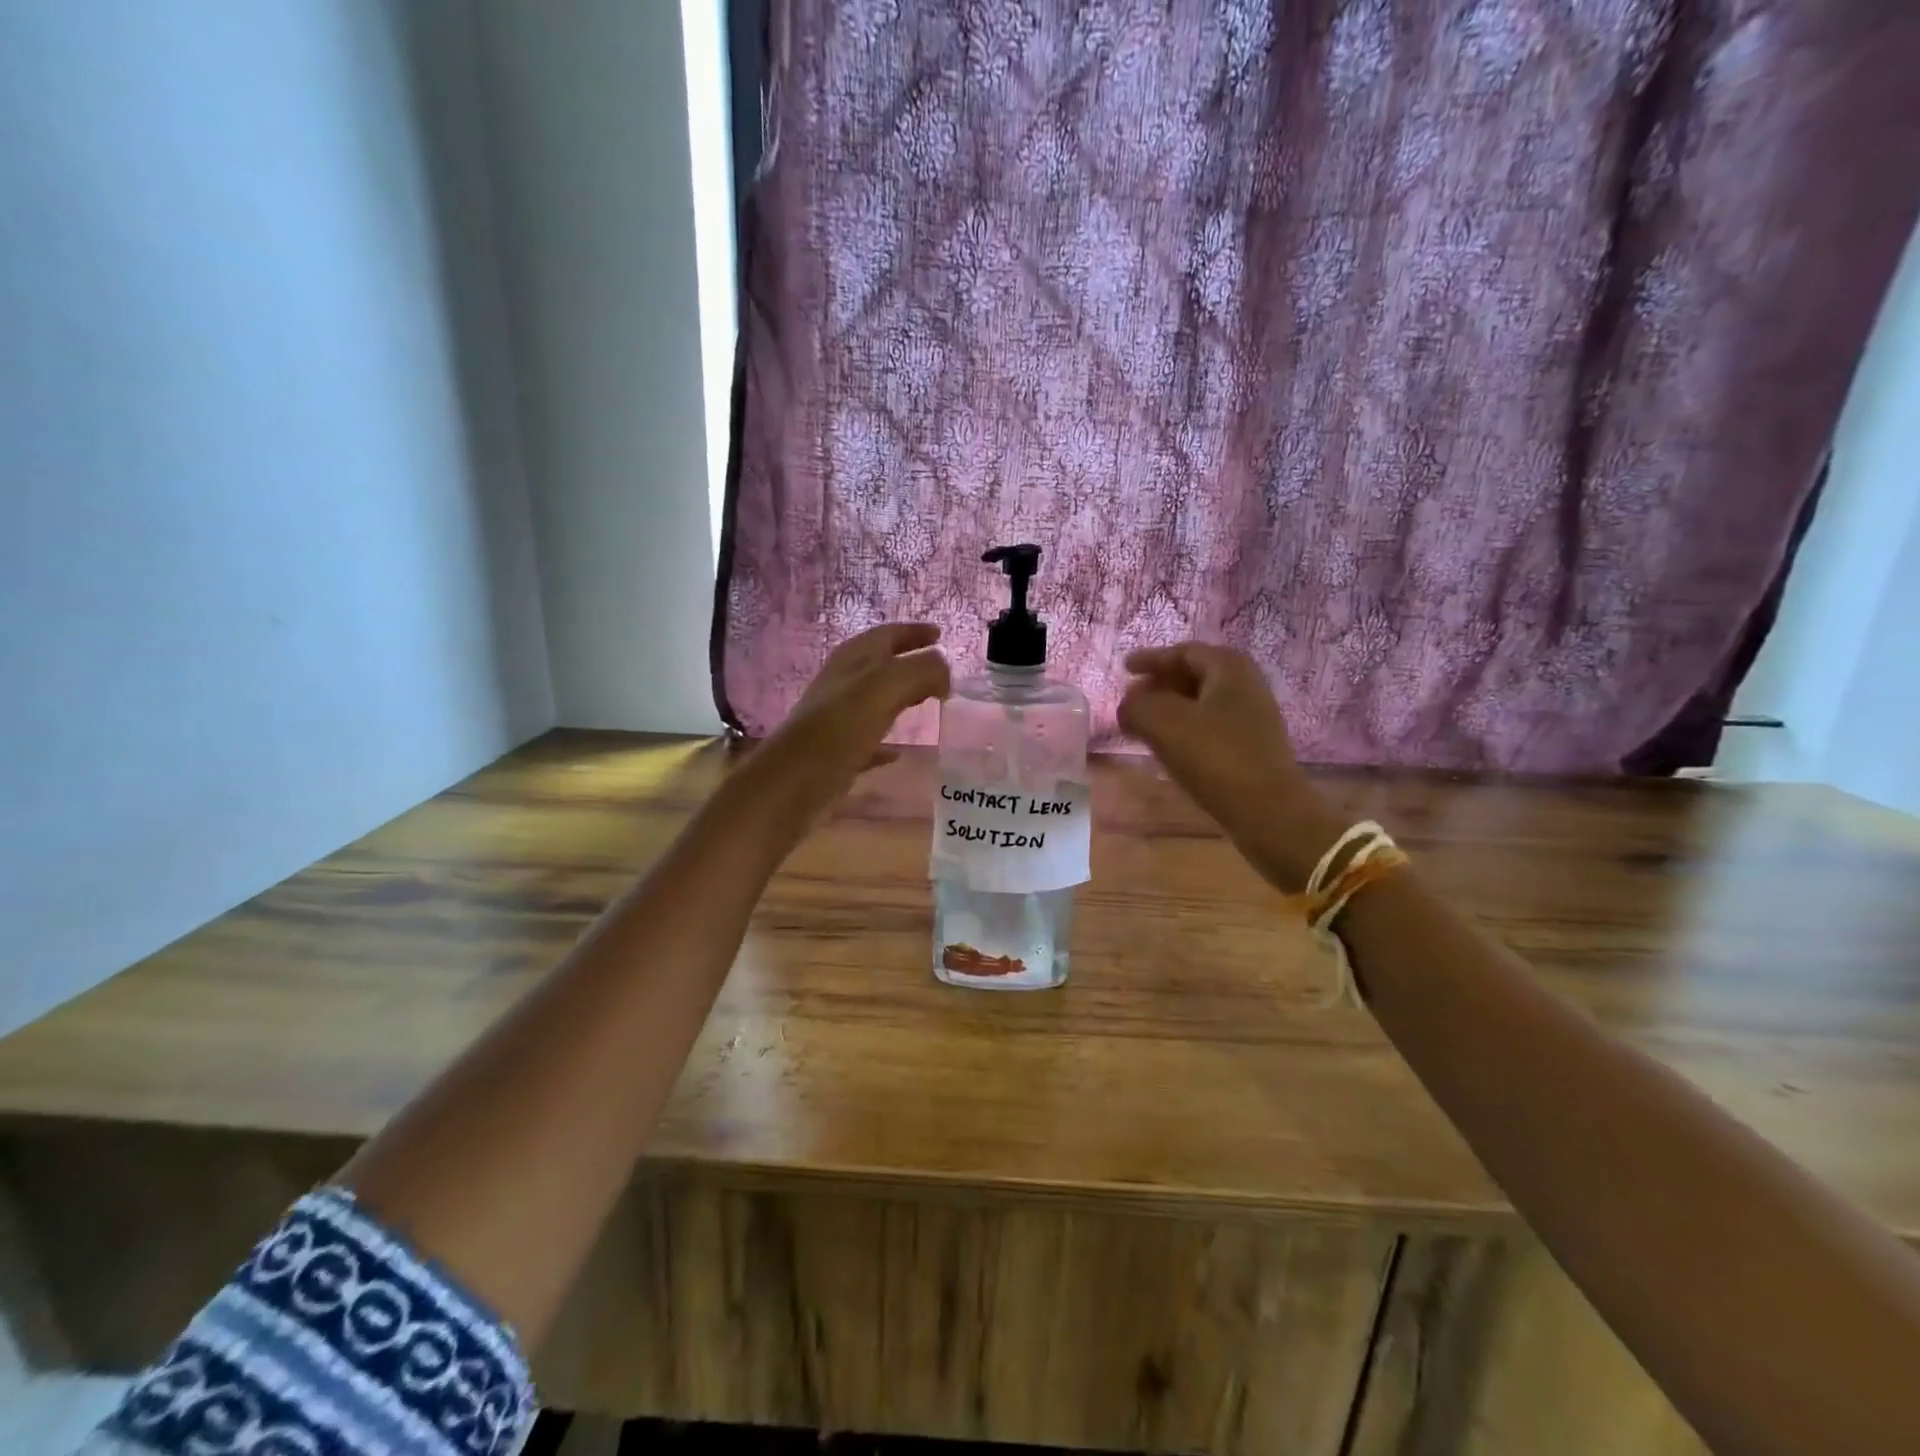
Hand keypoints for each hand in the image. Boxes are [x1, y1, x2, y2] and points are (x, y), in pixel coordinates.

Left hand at [754, 623, 950, 818]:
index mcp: (854, 660)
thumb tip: (945, 665)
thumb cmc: (839, 727)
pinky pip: (867, 740)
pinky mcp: (836, 752)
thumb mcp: (885, 686)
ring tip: (928, 703)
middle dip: (911, 663)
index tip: (941, 635)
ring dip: (900, 697)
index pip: (888, 634)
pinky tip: (898, 753)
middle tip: (942, 671)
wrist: (794, 781)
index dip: (914, 632)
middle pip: (882, 665)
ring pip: (875, 700)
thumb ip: (921, 669)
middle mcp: (843, 683)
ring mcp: (837, 718)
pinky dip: (885, 742)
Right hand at [1117, 643, 1340, 889]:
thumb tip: (1128, 705)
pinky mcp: (1253, 746)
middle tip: (1131, 699)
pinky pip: (1210, 726)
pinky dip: (1185, 729)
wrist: (1268, 812)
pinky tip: (1168, 747)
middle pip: (1194, 675)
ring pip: (1202, 703)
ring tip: (1143, 725)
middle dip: (1160, 685)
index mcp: (1228, 667)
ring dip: (1170, 710)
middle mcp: (1246, 684)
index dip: (1150, 659)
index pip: (1182, 652)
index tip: (1125, 669)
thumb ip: (1136, 705)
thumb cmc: (1214, 757)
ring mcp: (1253, 717)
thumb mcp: (1162, 723)